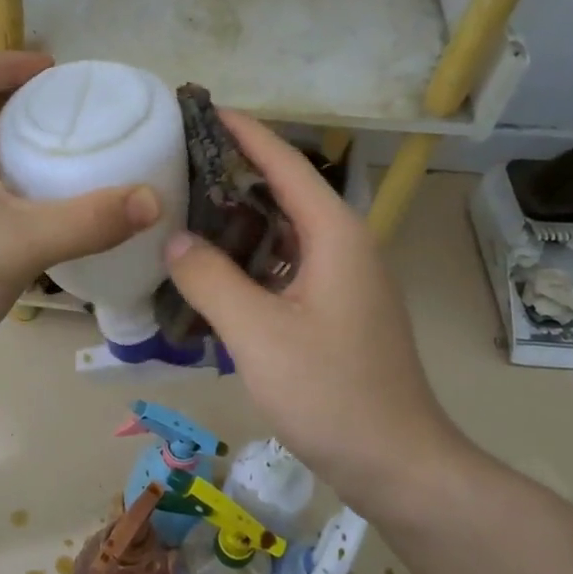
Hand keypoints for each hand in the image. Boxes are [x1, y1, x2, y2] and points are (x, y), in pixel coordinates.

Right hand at [162, 113, 464, 511]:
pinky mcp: (338, 312)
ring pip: (285, 235)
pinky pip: (288, 268)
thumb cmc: (330, 392)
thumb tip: (174, 240)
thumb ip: (210, 279)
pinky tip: (214, 276)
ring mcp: (345, 281)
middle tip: (178, 168)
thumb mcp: (257, 334)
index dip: (245, 134)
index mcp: (334, 236)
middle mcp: (345, 247)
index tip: (204, 109)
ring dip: (240, 224)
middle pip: (285, 194)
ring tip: (185, 216)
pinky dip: (251, 262)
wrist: (398, 464)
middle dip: (234, 177)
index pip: (285, 165)